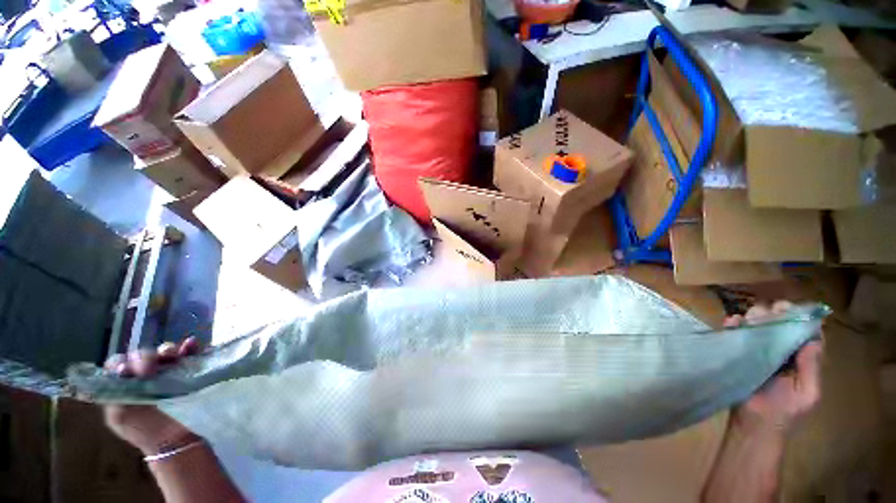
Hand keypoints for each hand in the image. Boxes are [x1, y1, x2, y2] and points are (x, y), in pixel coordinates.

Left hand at [104, 338, 200, 455]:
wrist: (178, 442)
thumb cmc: (146, 431)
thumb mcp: (120, 417)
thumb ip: (115, 393)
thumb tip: (123, 370)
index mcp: (125, 383)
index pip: (119, 362)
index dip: (122, 362)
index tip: (128, 371)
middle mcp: (145, 374)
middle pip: (143, 354)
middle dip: (146, 356)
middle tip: (152, 367)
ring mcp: (168, 371)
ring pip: (166, 350)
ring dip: (168, 349)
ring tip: (174, 355)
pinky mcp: (189, 370)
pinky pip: (190, 353)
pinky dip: (190, 347)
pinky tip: (191, 345)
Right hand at [724, 301, 822, 436]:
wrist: (754, 424)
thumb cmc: (785, 411)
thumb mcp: (807, 392)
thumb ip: (811, 367)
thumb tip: (812, 338)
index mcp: (801, 358)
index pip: (805, 331)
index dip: (801, 317)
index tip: (791, 309)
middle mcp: (781, 350)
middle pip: (780, 324)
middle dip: (775, 313)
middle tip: (769, 311)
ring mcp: (759, 351)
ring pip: (758, 326)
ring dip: (755, 317)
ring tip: (750, 317)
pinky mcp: (739, 353)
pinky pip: (736, 334)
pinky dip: (734, 325)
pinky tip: (732, 322)